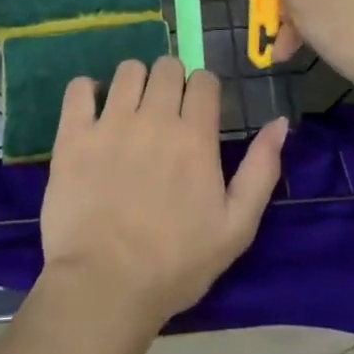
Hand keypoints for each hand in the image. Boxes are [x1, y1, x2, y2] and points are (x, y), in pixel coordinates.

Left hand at [39, 57, 287, 332]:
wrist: (104, 287)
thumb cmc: (176, 264)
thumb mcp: (236, 227)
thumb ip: (261, 169)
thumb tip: (280, 122)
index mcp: (195, 135)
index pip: (204, 80)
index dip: (204, 91)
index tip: (198, 112)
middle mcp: (154, 117)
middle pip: (166, 67)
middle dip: (171, 81)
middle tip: (165, 113)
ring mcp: (110, 123)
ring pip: (127, 70)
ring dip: (134, 83)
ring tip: (130, 111)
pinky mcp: (73, 135)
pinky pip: (78, 88)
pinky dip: (87, 91)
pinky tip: (93, 112)